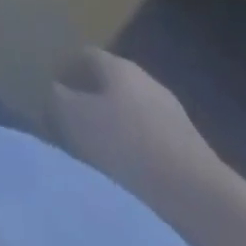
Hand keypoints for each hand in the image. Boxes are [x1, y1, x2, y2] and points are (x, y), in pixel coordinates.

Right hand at [51, 48, 222, 198]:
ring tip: (98, 145)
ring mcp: (170, 108)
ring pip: (130, 106)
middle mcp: (144, 77)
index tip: (52, 89)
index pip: (84, 54)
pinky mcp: (187, 141)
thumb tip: (51, 89)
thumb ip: (56, 98)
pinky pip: (149, 132)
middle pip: (109, 79)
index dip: (65, 69)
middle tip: (71, 117)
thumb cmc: (126, 143)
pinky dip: (134, 140)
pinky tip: (128, 162)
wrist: (194, 191)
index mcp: (117, 65)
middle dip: (89, 95)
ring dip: (113, 119)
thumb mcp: (75, 118)